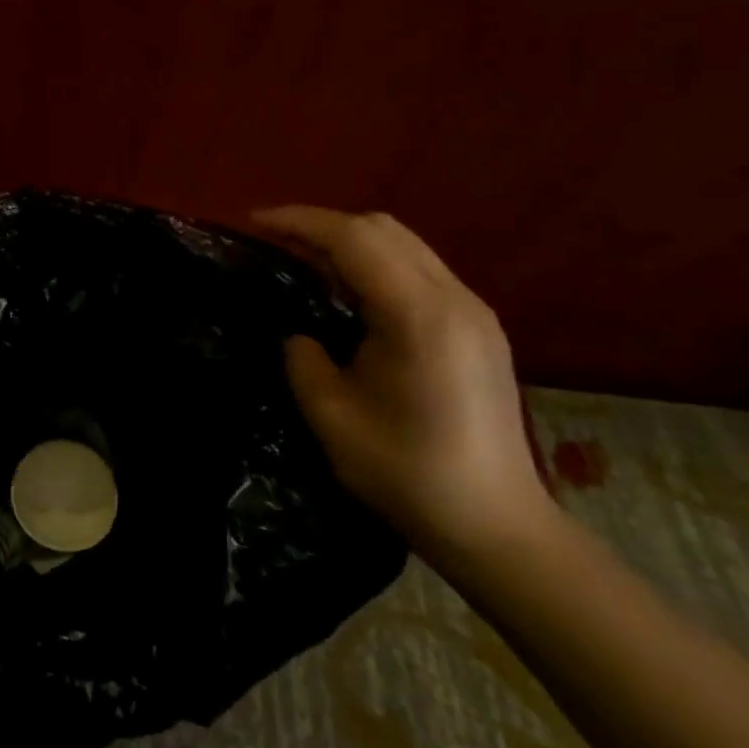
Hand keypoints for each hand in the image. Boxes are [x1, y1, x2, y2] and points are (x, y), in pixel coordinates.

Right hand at [250, 206, 550, 559]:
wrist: (494, 525)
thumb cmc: (406, 472)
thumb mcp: (331, 415)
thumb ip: (303, 358)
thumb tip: (301, 334)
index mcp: (418, 315)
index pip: (354, 238)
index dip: (299, 222)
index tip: (254, 222)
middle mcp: (454, 298)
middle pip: (383, 228)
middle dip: (322, 225)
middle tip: (275, 241)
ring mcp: (473, 310)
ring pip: (404, 244)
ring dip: (350, 242)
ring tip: (304, 260)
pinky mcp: (478, 327)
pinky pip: (418, 269)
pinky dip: (375, 263)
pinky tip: (348, 291)